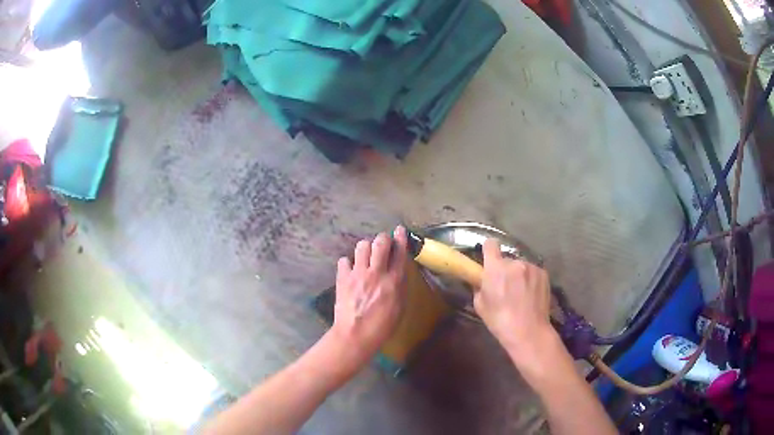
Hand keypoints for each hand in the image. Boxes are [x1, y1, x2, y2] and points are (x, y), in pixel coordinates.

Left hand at [329, 226, 407, 366]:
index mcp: (394, 281)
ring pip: (362, 246)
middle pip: (380, 242)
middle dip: (382, 239)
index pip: (400, 253)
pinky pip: (344, 260)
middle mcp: (376, 273)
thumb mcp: (399, 308)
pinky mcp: (342, 278)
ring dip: (366, 249)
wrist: (355, 336)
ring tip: (366, 257)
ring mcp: (357, 274)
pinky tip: (351, 270)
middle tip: (383, 245)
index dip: (401, 238)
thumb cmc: (382, 327)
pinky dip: (348, 263)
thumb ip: (399, 286)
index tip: (400, 230)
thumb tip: (397, 272)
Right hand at [474, 239, 554, 357]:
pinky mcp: (543, 273)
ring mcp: (531, 267)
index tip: (489, 259)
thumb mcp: (480, 305)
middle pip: (507, 259)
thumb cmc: (500, 320)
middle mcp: (514, 262)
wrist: (528, 331)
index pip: (490, 244)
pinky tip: (531, 295)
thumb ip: (480, 287)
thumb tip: (483, 281)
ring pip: (521, 266)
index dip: (489, 250)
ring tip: (521, 293)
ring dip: (519, 275)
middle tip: (505, 286)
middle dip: (505, 269)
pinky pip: (533, 272)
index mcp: (495, 268)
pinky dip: (530, 279)